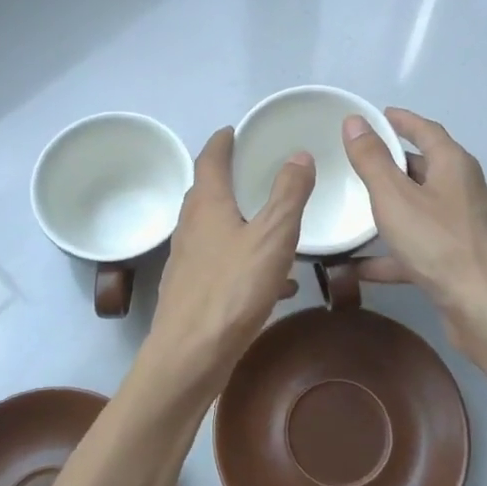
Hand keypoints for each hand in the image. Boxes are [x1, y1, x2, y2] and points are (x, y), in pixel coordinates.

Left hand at [145, 127, 314, 400]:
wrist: (191, 354)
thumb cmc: (233, 289)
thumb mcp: (272, 237)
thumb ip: (288, 195)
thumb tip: (298, 154)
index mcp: (207, 206)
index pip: (209, 160)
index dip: (221, 143)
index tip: (232, 131)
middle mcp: (190, 228)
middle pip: (205, 194)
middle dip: (225, 179)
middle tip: (250, 169)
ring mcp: (188, 261)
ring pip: (213, 230)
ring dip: (237, 220)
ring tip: (267, 222)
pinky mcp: (192, 291)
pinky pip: (222, 264)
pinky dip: (244, 260)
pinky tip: (274, 282)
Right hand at [342, 108, 486, 356]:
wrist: (484, 308)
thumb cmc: (439, 244)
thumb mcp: (395, 197)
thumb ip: (372, 160)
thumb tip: (355, 122)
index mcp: (454, 166)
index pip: (427, 130)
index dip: (401, 120)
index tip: (377, 115)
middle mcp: (463, 190)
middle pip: (424, 169)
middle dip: (392, 164)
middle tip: (357, 161)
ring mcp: (462, 227)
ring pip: (419, 209)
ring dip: (389, 209)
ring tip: (353, 208)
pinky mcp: (456, 260)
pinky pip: (416, 247)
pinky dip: (389, 252)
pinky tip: (354, 266)